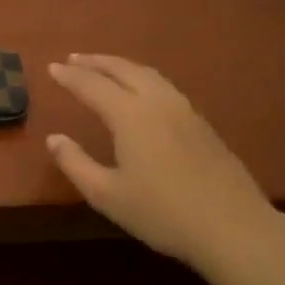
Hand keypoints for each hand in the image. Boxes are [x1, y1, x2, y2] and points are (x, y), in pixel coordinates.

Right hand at [45, 54, 284, 276]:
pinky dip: (142, 78)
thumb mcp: (107, 195)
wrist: (232, 226)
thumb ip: (76, 163)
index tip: (52, 67)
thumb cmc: (162, 213)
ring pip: (148, 74)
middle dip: (96, 62)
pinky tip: (141, 91)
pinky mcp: (201, 123)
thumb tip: (54, 138)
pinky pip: (164, 86)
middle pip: (123, 69)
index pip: (93, 86)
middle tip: (74, 58)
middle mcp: (157, 102)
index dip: (70, 76)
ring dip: (121, 66)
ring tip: (105, 67)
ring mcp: (184, 110)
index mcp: (131, 116)